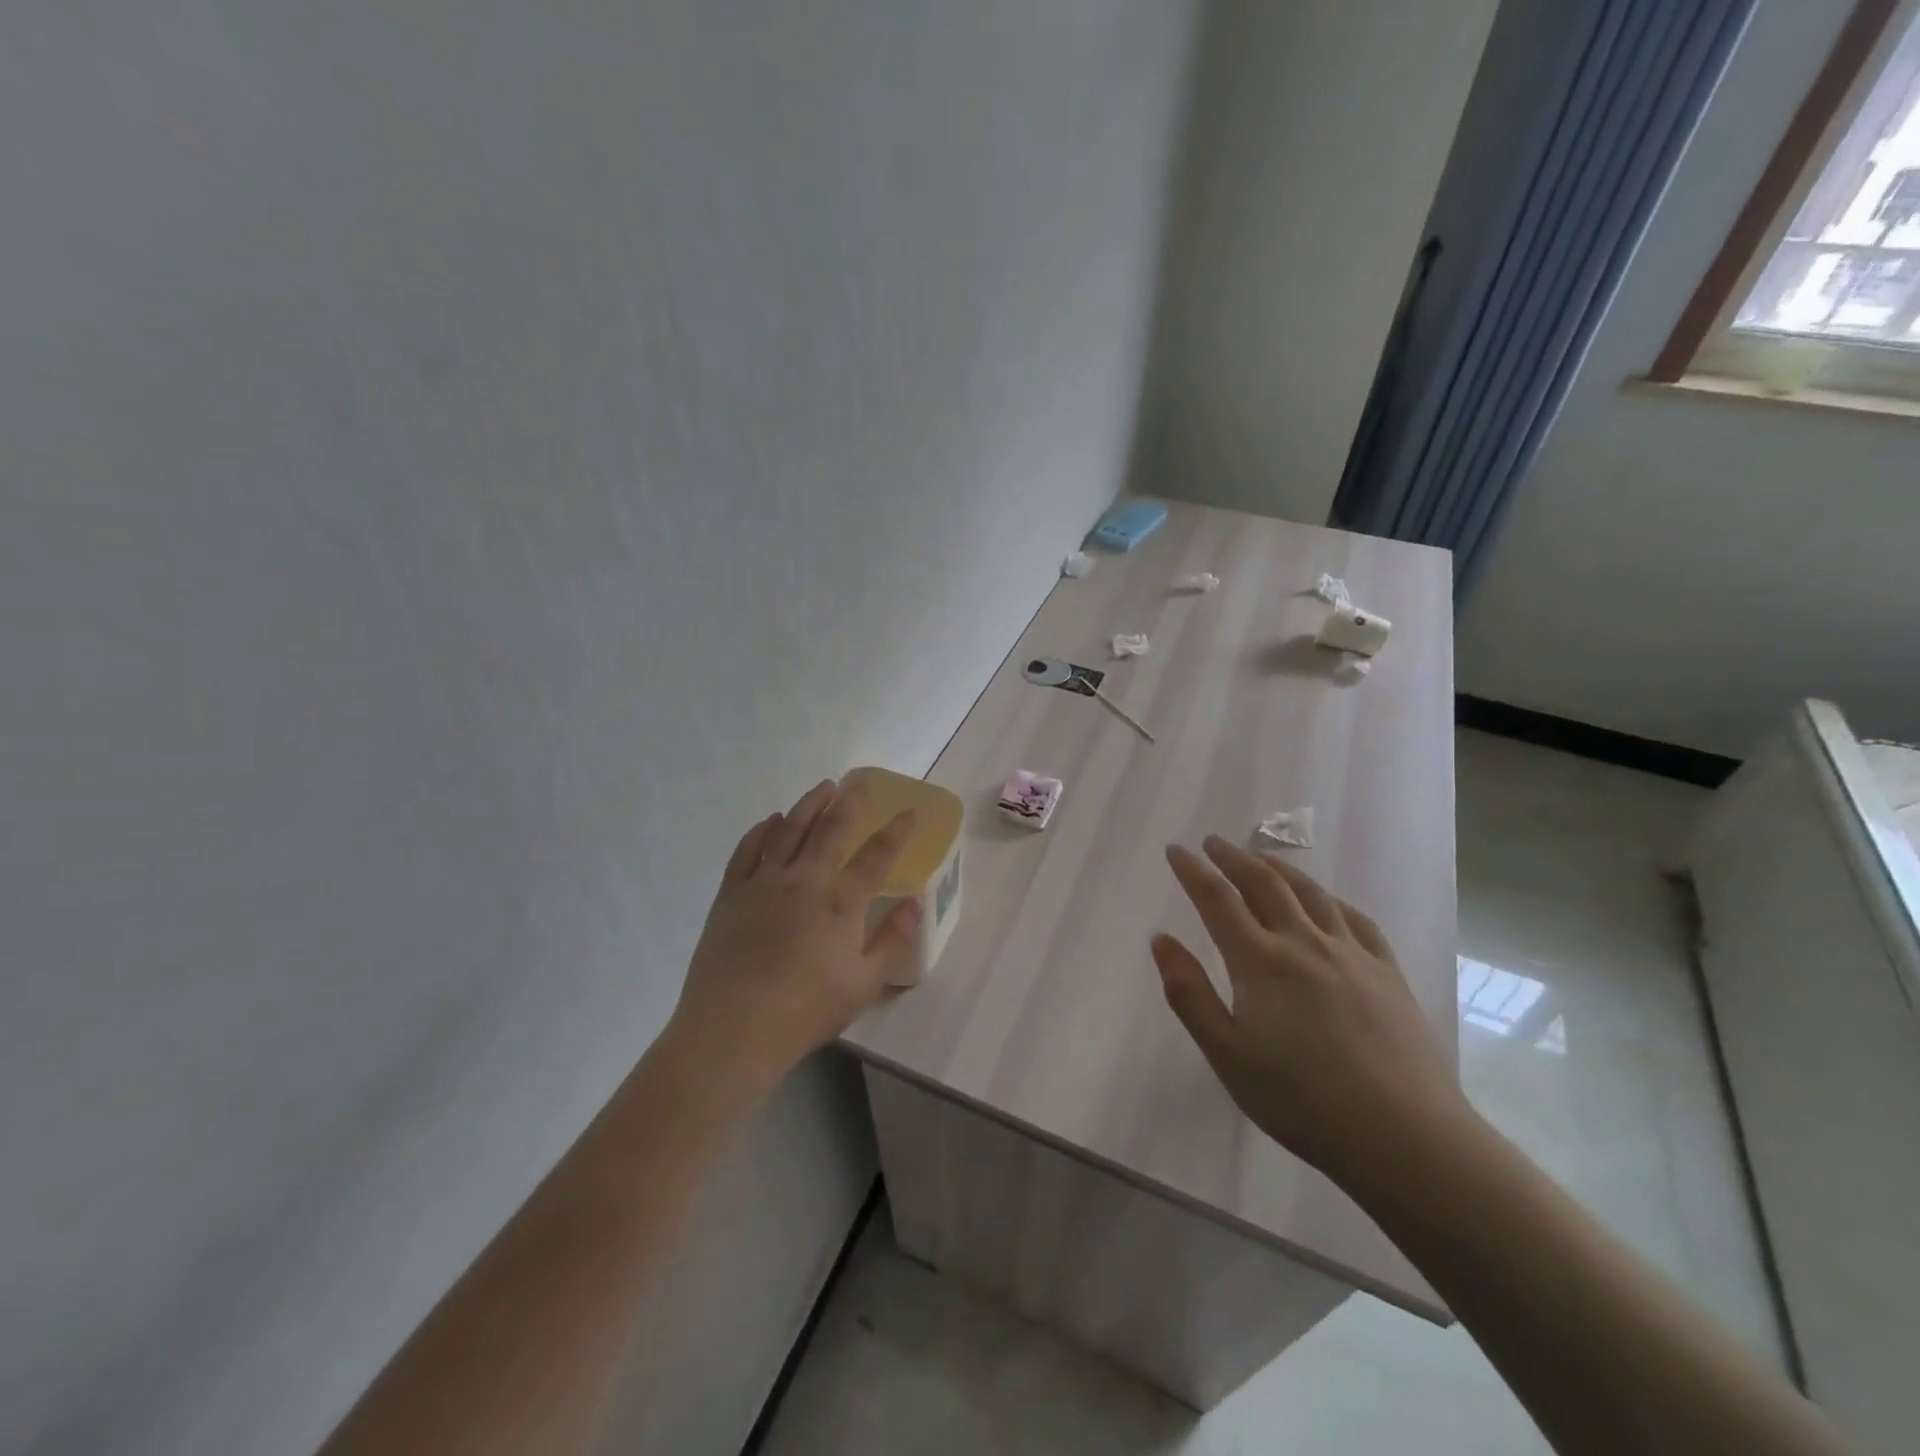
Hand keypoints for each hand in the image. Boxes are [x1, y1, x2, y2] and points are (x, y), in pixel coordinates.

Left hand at [666, 779, 919, 1090]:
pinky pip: (748, 850)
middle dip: (850, 803)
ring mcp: (763, 882)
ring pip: (789, 829)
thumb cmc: (805, 1012)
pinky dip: (762, 830)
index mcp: (841, 902)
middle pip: (831, 829)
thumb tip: (914, 904)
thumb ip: (891, 941)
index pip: (877, 854)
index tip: (909, 812)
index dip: (897, 830)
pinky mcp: (731, 893)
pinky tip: (771, 821)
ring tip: (823, 788)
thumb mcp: (863, 985)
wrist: (732, 1030)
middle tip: (859, 785)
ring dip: (809, 805)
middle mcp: (805, 880)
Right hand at [1153, 836, 1472, 1193]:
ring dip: (1279, 867)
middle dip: (1233, 858)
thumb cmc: (1302, 1101)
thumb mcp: (1227, 1055)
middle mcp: (1304, 943)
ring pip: (1310, 893)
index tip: (1176, 850)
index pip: (1218, 900)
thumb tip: (1160, 939)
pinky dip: (1330, 899)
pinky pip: (1355, 919)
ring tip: (1260, 857)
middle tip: (1213, 843)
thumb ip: (1189, 994)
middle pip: (1263, 884)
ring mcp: (1351, 954)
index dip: (1193, 870)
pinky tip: (1325, 900)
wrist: (1405, 1137)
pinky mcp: (1387, 972)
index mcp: (1260, 962)